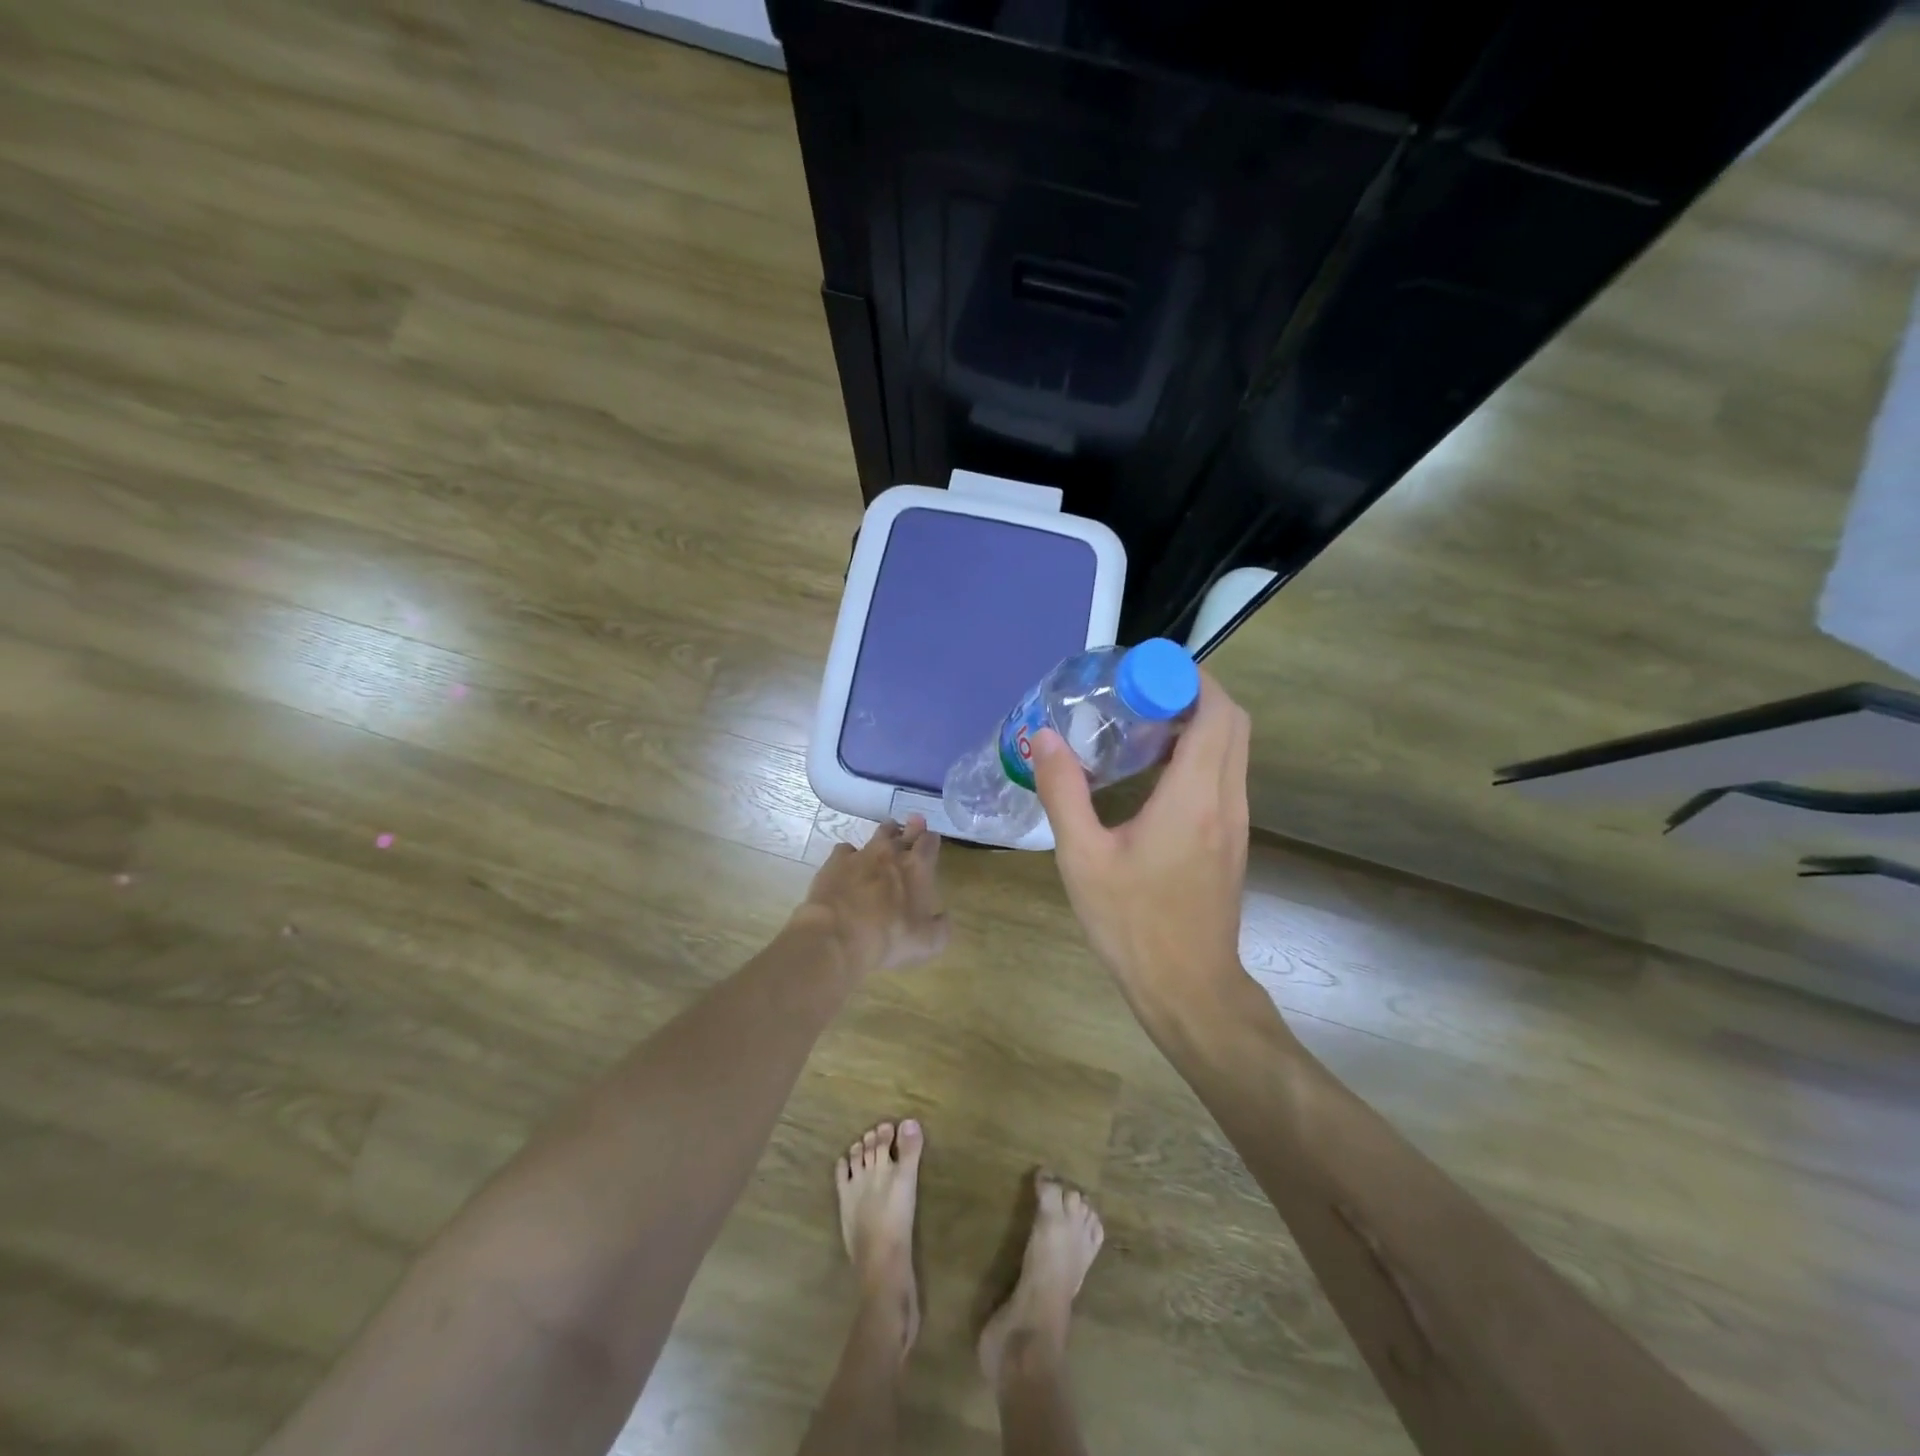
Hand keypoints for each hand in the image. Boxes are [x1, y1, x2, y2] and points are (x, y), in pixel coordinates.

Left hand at [798, 815, 949, 974]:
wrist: (837, 936)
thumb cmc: (889, 938)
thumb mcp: (928, 943)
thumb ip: (941, 927)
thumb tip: (944, 917)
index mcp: (917, 868)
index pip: (929, 843)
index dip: (931, 839)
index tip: (932, 838)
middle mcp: (891, 854)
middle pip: (905, 831)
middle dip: (912, 827)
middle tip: (915, 822)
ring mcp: (862, 854)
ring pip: (878, 834)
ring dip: (886, 832)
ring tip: (888, 833)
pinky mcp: (836, 861)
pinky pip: (846, 849)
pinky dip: (851, 854)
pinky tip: (849, 863)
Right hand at [1032, 670, 1251, 1006]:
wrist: (1188, 988)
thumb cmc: (1132, 923)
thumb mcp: (1083, 858)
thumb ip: (1063, 792)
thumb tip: (1046, 737)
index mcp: (1194, 797)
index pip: (1215, 712)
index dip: (1188, 679)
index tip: (1144, 672)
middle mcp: (1226, 800)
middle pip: (1233, 722)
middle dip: (1194, 692)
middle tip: (1140, 692)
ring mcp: (1236, 821)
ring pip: (1233, 748)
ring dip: (1199, 722)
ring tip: (1143, 723)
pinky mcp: (1232, 839)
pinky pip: (1225, 774)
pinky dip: (1200, 753)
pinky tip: (1153, 772)